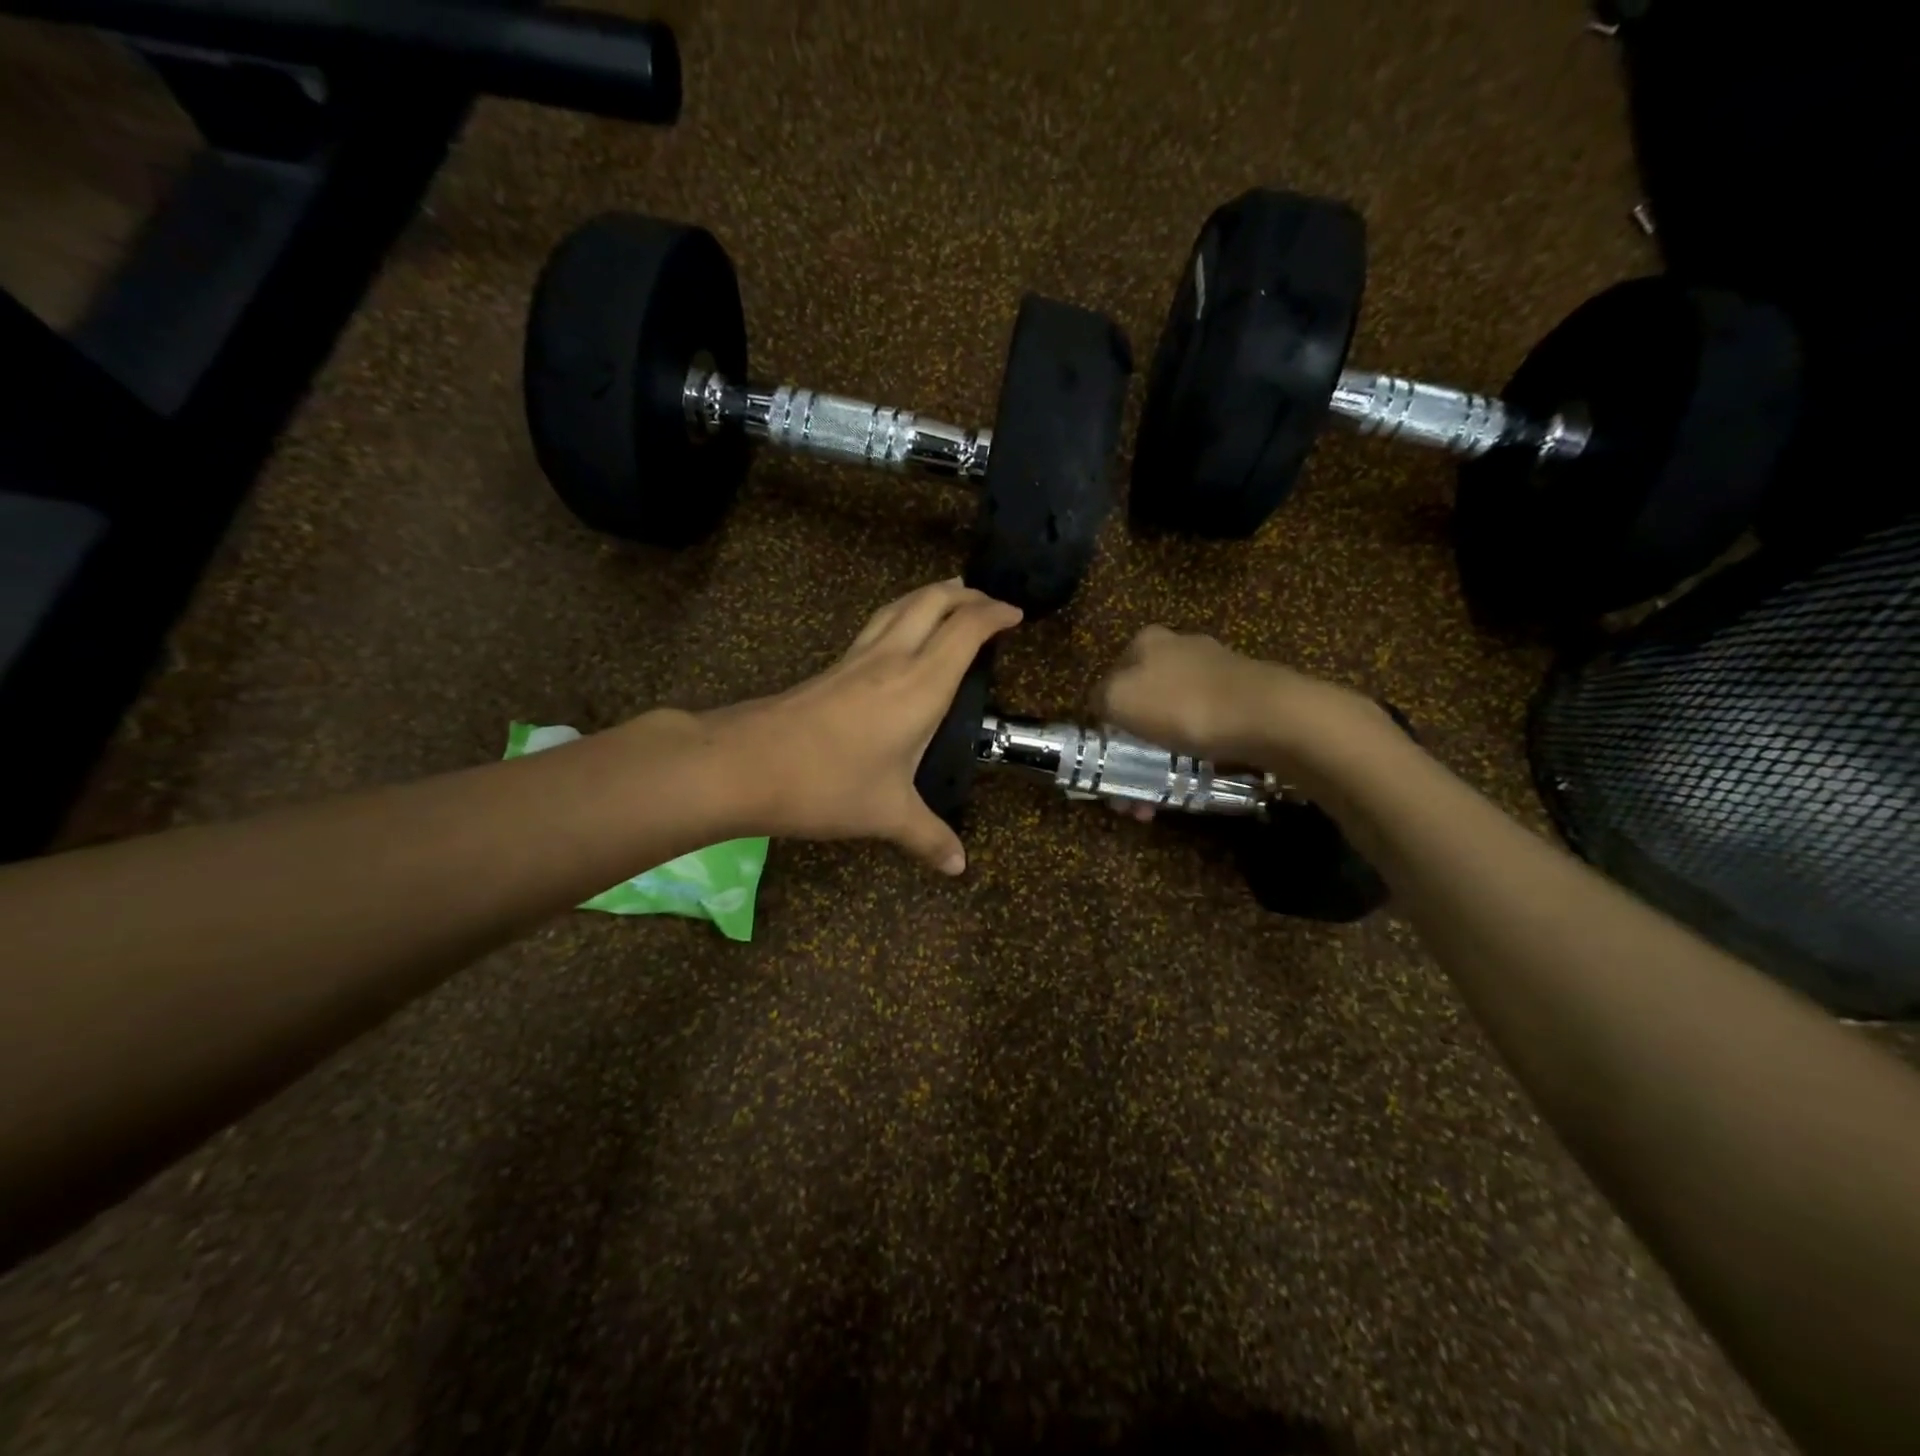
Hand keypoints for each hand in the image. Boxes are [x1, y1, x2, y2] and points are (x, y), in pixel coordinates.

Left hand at [703, 580, 1020, 873]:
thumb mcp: (887, 814)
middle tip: (986, 601)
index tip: (1015, 614)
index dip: (993, 614)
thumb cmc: (828, 785)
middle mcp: (892, 659)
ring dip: (929, 596)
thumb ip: (928, 837)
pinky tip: (898, 638)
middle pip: (931, 601)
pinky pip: (877, 625)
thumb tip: (958, 866)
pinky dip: (901, 616)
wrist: (744, 764)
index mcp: (920, 685)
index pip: (965, 630)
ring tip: (948, 598)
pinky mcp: (832, 668)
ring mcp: (857, 659)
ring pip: (899, 606)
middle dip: (964, 593)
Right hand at [1092, 626, 1381, 770]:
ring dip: (1158, 763)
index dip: (1103, 723)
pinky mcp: (1243, 698)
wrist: (1268, 718)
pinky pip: (1204, 731)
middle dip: (1131, 752)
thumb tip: (1102, 705)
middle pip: (1142, 706)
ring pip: (1171, 722)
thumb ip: (1099, 698)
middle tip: (1130, 792)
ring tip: (1156, 801)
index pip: (1108, 682)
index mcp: (1146, 642)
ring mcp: (1215, 673)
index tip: (1106, 761)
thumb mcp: (1119, 699)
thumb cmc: (1183, 706)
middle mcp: (1180, 649)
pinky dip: (1191, 757)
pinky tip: (1191, 782)